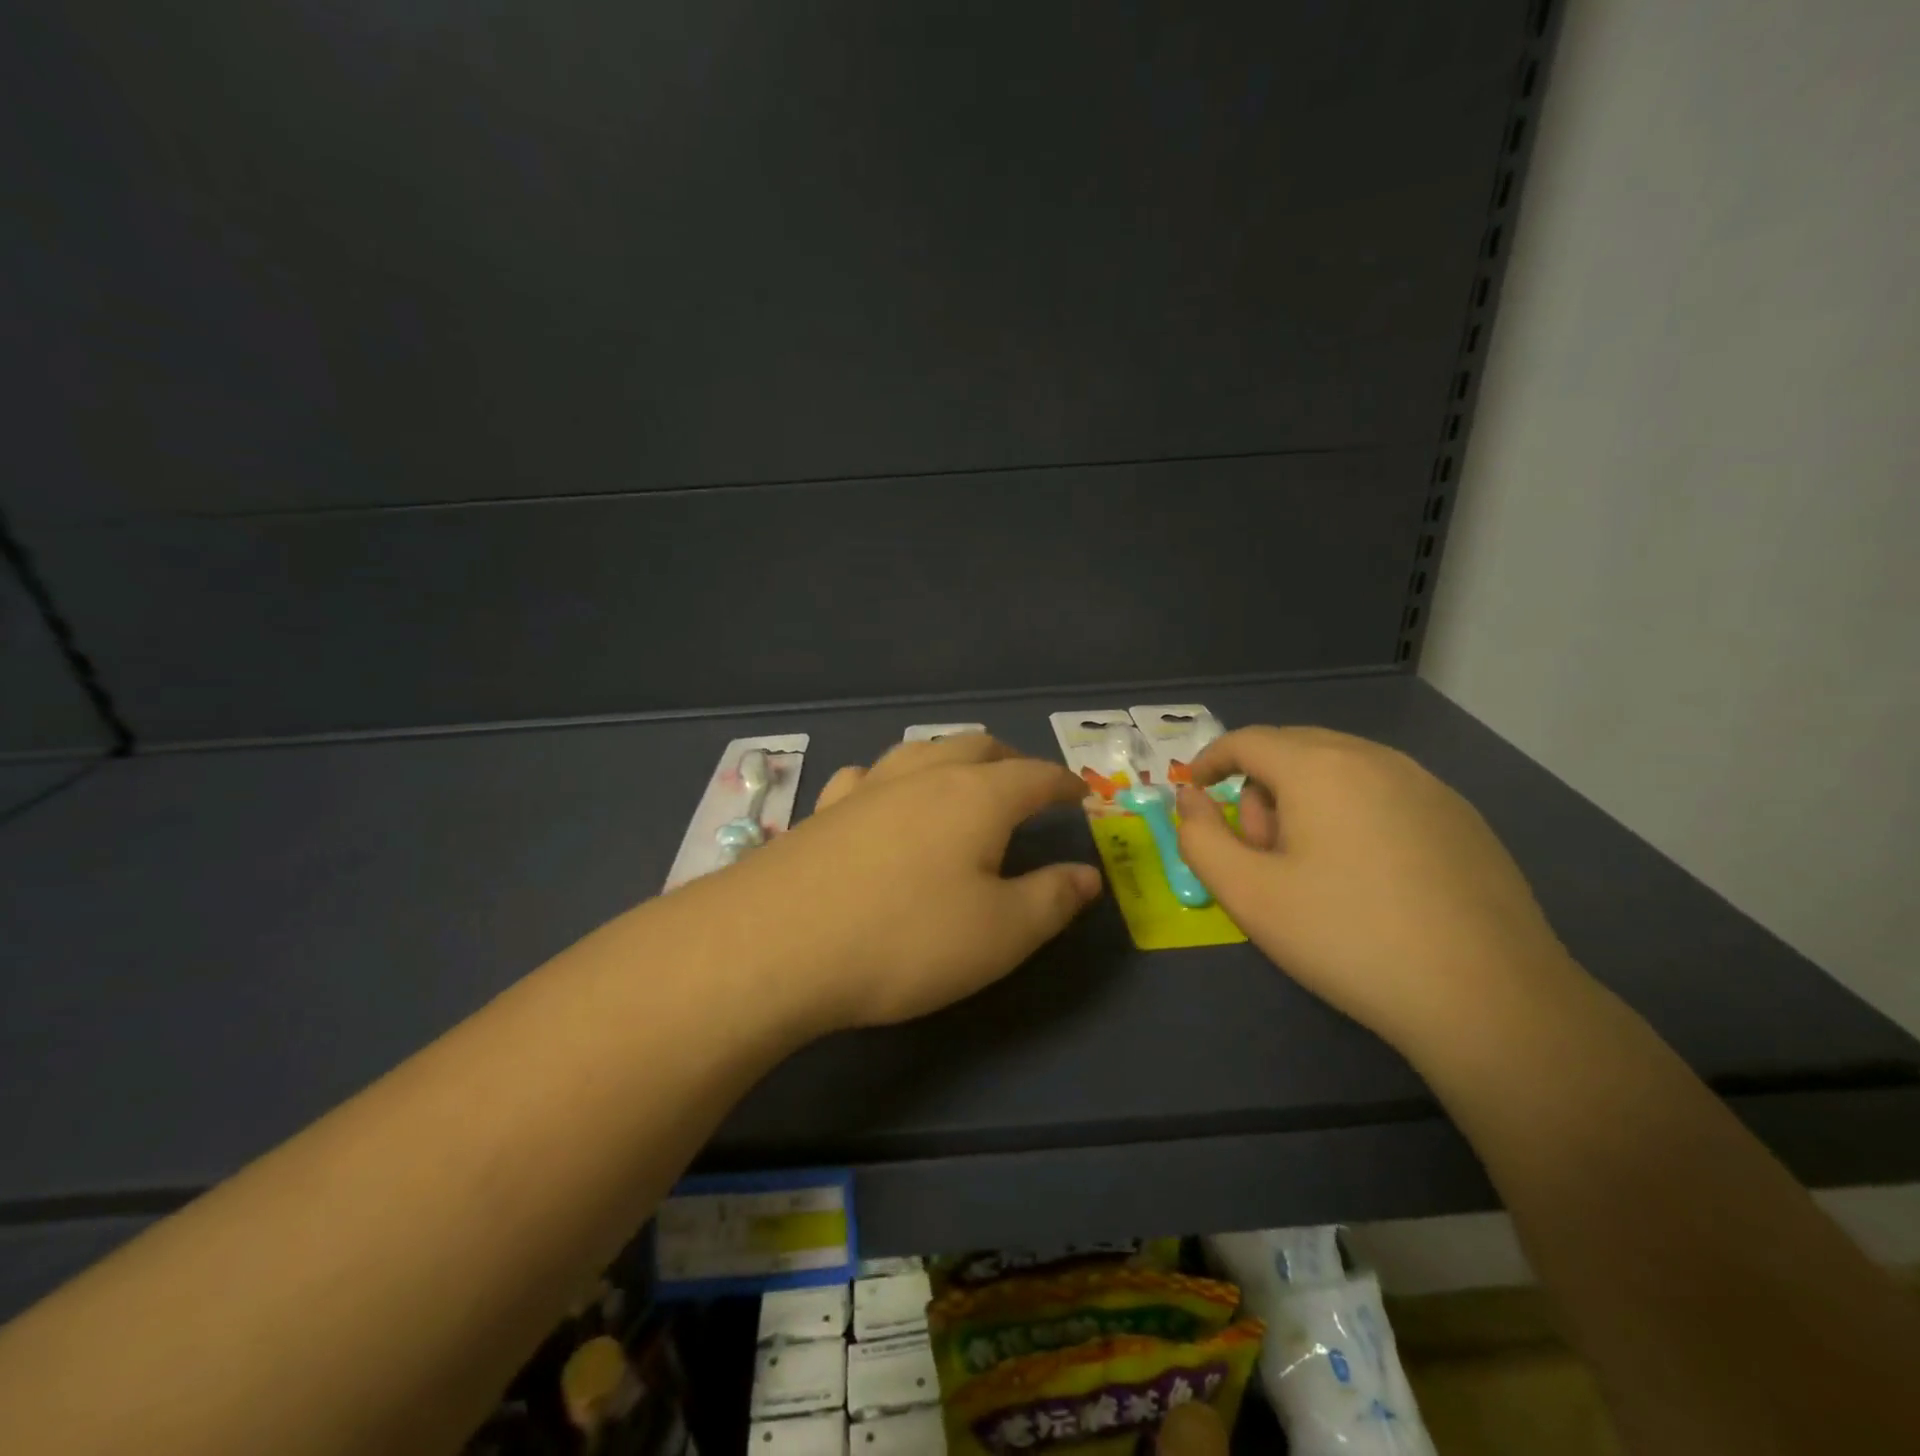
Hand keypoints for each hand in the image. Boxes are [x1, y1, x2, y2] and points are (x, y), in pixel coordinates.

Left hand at [728, 734, 1102, 1030]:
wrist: (774, 944)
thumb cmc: (904, 939)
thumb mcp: (999, 934)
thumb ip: (1051, 900)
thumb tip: (1088, 874)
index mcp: (975, 796)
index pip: (1034, 775)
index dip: (1062, 783)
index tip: (1080, 795)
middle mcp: (922, 776)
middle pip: (977, 747)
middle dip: (1011, 760)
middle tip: (1028, 785)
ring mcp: (866, 788)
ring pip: (920, 751)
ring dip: (952, 759)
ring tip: (962, 782)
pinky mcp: (822, 811)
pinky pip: (868, 776)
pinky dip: (893, 779)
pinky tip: (882, 800)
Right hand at [1174, 726, 1575, 1052]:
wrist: (1488, 999)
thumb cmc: (1347, 938)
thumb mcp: (1248, 894)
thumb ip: (1200, 838)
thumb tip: (1191, 799)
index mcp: (1320, 768)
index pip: (1247, 740)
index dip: (1210, 759)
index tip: (1194, 789)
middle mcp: (1375, 758)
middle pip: (1294, 750)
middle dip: (1260, 789)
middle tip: (1259, 853)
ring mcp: (1428, 785)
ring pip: (1341, 770)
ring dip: (1307, 802)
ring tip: (1313, 869)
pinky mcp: (1462, 818)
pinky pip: (1384, 794)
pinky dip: (1353, 815)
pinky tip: (1368, 877)